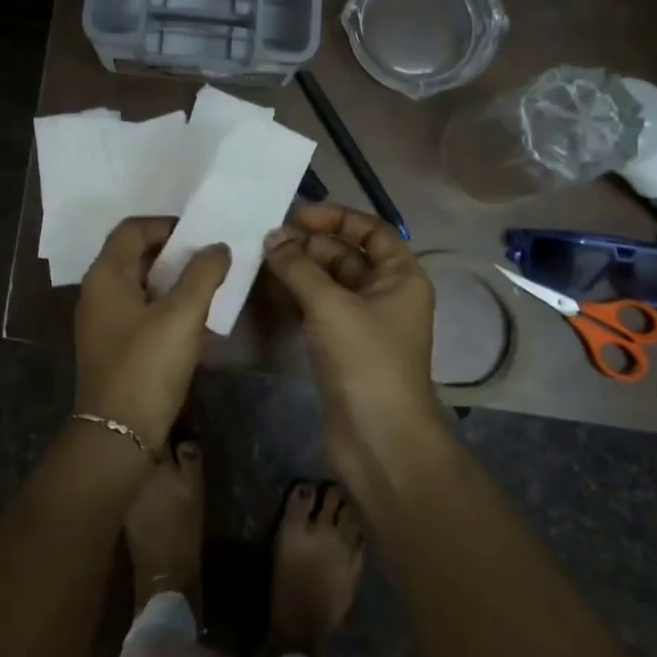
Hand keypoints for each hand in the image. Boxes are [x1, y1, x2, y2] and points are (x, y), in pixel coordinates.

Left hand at [73, 218, 231, 451]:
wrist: (118, 434)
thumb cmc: (147, 365)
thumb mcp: (182, 314)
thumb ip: (203, 274)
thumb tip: (217, 247)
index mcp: (106, 275)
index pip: (132, 229)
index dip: (166, 224)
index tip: (201, 234)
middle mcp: (97, 292)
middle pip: (134, 254)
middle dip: (173, 252)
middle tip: (209, 258)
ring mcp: (102, 321)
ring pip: (139, 284)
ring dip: (172, 280)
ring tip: (207, 285)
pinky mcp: (112, 345)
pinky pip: (140, 310)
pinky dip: (165, 305)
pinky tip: (193, 319)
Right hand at [261, 204, 447, 484]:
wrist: (379, 440)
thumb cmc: (366, 360)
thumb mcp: (330, 305)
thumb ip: (298, 266)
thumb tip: (272, 237)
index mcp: (400, 276)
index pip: (370, 230)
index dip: (335, 217)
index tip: (295, 216)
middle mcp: (383, 293)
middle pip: (343, 254)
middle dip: (306, 245)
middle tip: (264, 241)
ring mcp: (361, 321)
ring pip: (325, 282)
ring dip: (295, 270)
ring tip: (256, 260)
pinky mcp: (340, 345)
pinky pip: (315, 308)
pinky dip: (292, 296)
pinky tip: (263, 290)